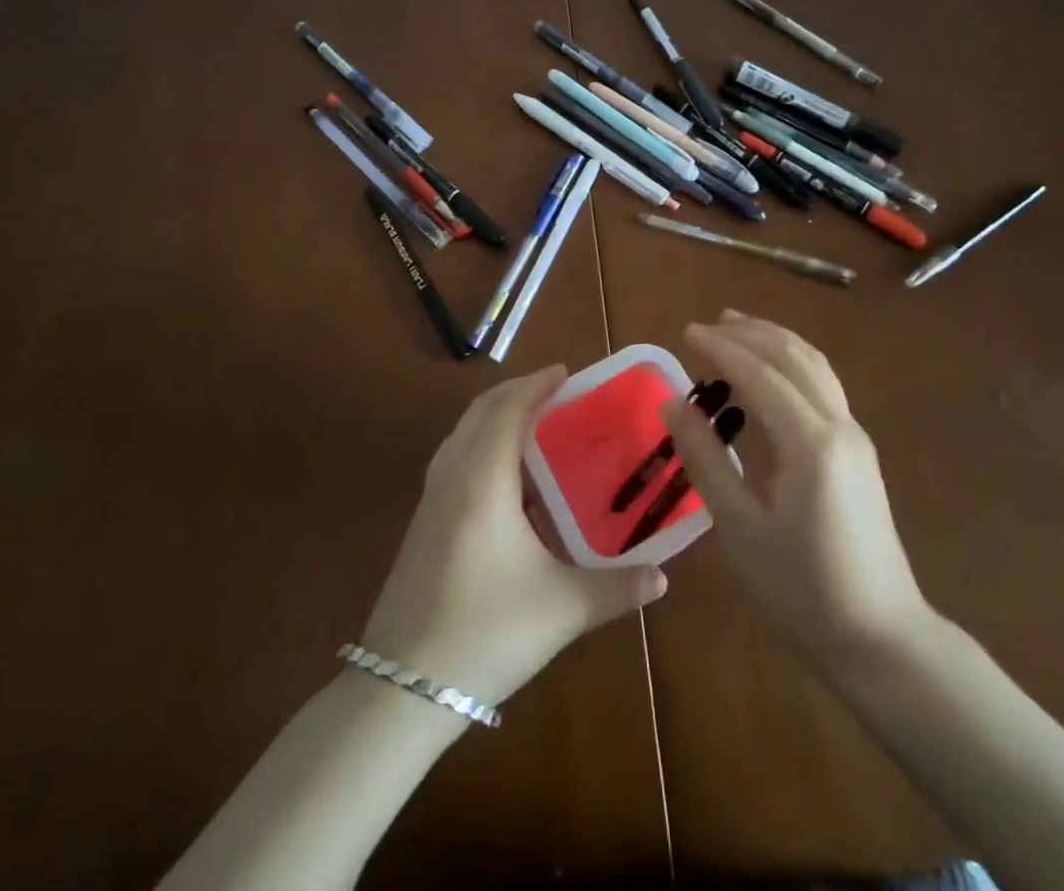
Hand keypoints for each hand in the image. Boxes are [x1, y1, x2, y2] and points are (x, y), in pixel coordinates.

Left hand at [360, 366, 667, 706]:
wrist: (400, 690)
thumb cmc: (485, 633)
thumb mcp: (562, 610)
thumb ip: (617, 588)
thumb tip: (663, 577)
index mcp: (484, 480)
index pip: (509, 410)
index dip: (536, 384)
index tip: (565, 372)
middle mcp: (452, 476)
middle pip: (480, 411)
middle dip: (515, 391)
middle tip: (554, 392)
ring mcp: (429, 499)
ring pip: (461, 433)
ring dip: (493, 415)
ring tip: (531, 424)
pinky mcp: (420, 524)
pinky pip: (452, 458)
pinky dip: (478, 442)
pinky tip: (502, 478)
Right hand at [664, 311, 931, 670]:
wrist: (881, 639)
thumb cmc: (801, 589)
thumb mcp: (739, 527)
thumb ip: (705, 459)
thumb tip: (673, 403)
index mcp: (810, 443)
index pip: (759, 374)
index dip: (720, 348)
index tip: (685, 332)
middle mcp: (838, 425)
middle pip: (792, 357)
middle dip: (749, 333)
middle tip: (706, 326)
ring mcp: (854, 435)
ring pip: (814, 365)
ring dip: (774, 340)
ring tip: (736, 327)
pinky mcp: (857, 450)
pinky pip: (822, 385)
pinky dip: (791, 362)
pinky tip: (769, 372)